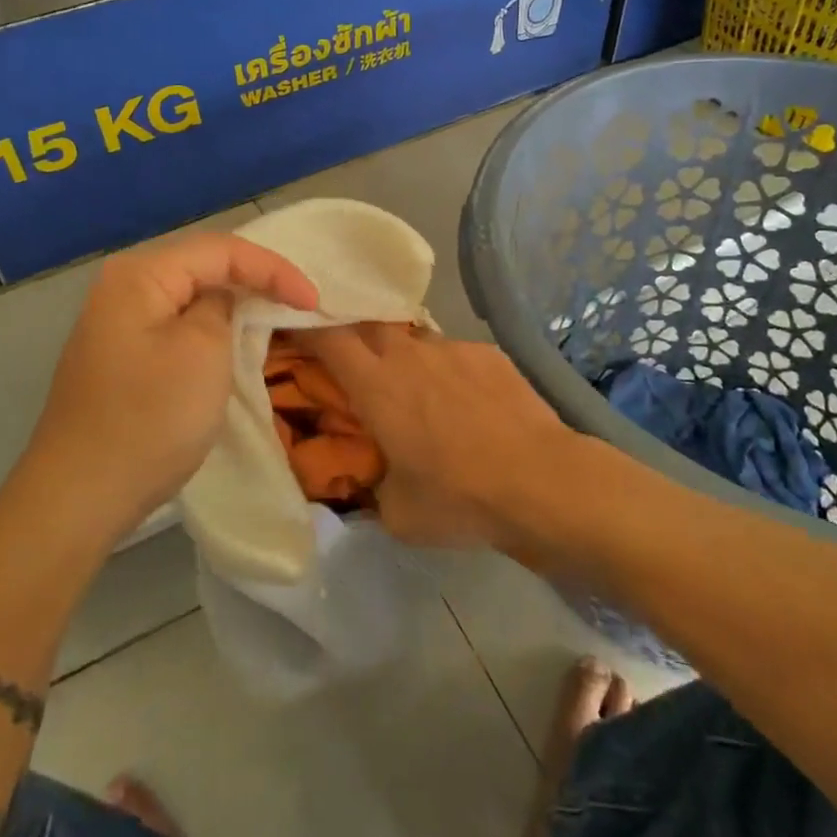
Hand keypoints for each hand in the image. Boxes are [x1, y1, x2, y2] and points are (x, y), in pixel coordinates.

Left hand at [32, 233, 317, 530]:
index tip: (313, 300)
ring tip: (276, 311)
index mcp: (141, 274)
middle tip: (300, 299)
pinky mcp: (119, 353)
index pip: (222, 249)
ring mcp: (116, 321)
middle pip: (204, 264)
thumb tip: (222, 300)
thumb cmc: (150, 419)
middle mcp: (122, 285)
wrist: (80, 495)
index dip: (274, 268)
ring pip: (190, 294)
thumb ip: (223, 306)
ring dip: (234, 300)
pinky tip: (231, 337)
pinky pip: (175, 322)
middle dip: (255, 277)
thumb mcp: (204, 352)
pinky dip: (210, 325)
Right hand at [293, 325, 579, 549]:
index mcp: (376, 386)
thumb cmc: (459, 498)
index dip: (306, 326)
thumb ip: (373, 486)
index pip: (327, 337)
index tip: (294, 327)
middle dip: (353, 333)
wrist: (542, 482)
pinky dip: (447, 370)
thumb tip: (373, 478)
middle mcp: (409, 355)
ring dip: (403, 355)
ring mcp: (452, 348)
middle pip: (368, 323)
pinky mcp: (488, 353)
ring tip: (415, 386)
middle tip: (351, 358)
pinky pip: (454, 353)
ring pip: (413, 338)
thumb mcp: (398, 513)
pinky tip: (466, 401)